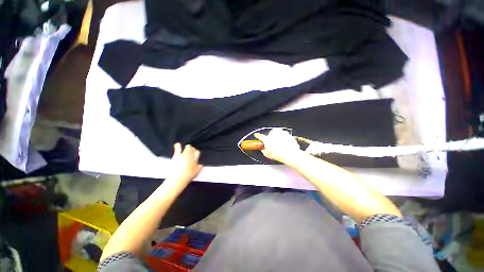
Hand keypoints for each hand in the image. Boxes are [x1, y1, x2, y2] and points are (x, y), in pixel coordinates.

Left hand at [167, 143, 203, 186]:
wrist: (178, 178)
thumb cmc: (188, 176)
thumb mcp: (196, 172)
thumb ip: (200, 167)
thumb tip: (201, 164)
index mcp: (196, 159)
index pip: (197, 152)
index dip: (196, 152)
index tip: (194, 154)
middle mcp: (191, 155)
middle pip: (193, 149)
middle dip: (192, 149)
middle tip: (190, 152)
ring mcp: (184, 154)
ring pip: (188, 147)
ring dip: (187, 147)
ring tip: (185, 149)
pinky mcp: (177, 155)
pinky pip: (178, 148)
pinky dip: (178, 145)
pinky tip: (177, 144)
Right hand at [254, 129, 302, 163]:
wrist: (291, 154)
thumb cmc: (278, 155)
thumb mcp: (267, 154)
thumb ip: (263, 150)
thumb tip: (263, 148)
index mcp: (267, 139)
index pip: (260, 136)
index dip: (257, 136)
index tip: (256, 135)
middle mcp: (273, 134)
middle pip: (270, 133)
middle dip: (271, 137)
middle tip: (272, 144)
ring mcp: (281, 133)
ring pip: (277, 133)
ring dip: (277, 137)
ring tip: (279, 144)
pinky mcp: (287, 134)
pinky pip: (284, 135)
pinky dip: (284, 138)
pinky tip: (285, 144)